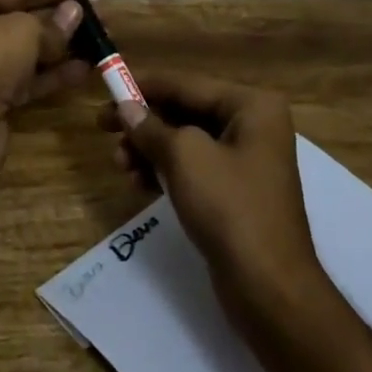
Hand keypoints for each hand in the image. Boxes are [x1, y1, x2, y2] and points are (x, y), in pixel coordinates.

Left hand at [0, 0, 93, 174]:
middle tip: (100, 16)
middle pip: (20, 16)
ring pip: (25, 50)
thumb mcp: (23, 31)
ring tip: (100, 41)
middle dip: (60, 17)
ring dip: (61, 47)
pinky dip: (52, 74)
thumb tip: (74, 14)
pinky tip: (85, 69)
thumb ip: (52, 24)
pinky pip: (25, 78)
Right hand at [98, 72, 322, 314]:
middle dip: (145, 123)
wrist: (269, 288)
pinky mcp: (236, 192)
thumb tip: (125, 108)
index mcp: (251, 105)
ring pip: (186, 142)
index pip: (187, 84)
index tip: (107, 86)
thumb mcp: (184, 157)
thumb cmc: (230, 207)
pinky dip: (165, 171)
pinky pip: (193, 168)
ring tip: (119, 165)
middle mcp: (253, 125)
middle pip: (186, 111)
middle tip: (103, 128)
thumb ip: (150, 128)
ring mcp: (246, 160)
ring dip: (150, 150)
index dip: (145, 85)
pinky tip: (138, 183)